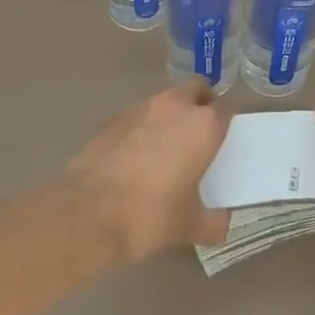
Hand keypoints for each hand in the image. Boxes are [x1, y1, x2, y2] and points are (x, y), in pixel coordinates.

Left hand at [67, 83, 230, 260]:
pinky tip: (135, 155)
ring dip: (171, 112)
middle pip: (196, 88)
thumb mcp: (189, 227)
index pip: (227, 108)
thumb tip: (222, 224)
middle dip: (201, 102)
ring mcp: (141, 107)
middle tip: (198, 132)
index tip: (225, 138)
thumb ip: (213, 222)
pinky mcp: (112, 118)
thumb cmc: (150, 215)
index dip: (228, 121)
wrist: (87, 213)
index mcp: (203, 125)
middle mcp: (176, 106)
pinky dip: (143, 126)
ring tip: (165, 145)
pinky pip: (138, 114)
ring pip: (165, 98)